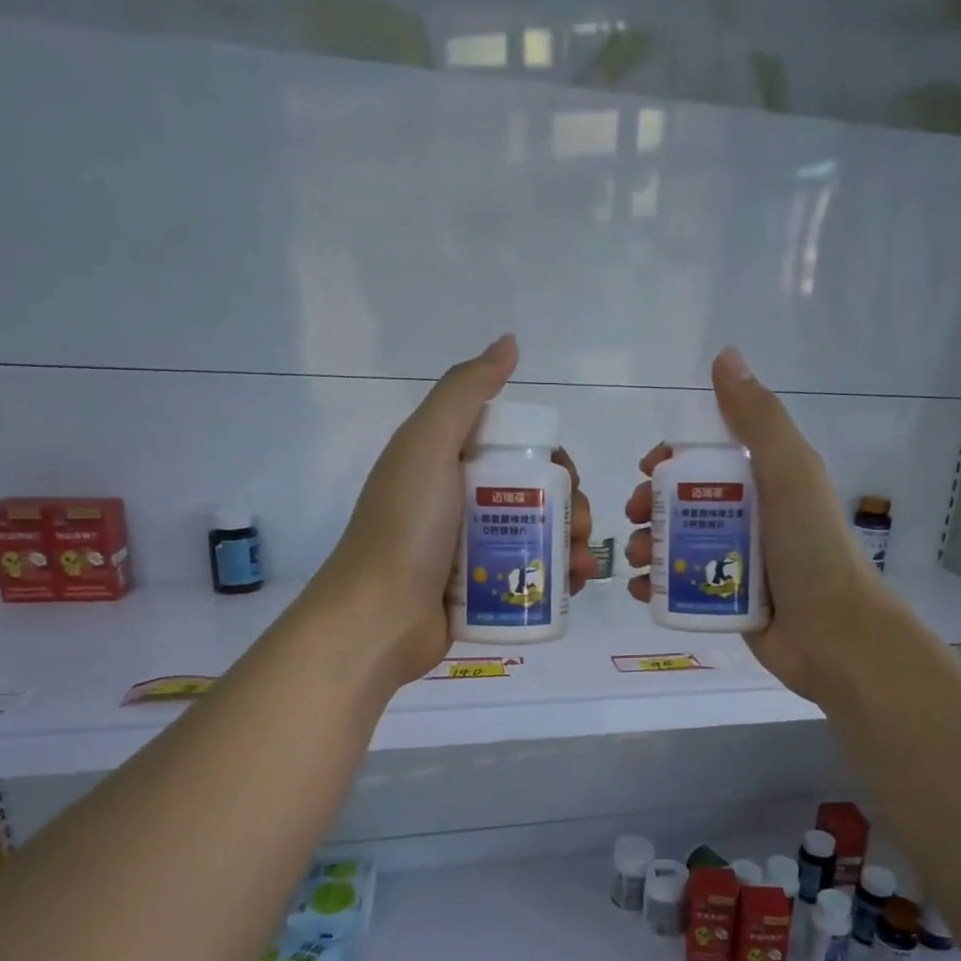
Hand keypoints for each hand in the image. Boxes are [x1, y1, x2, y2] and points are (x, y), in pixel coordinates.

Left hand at [306, 334, 596, 686]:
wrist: (378, 617)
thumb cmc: (406, 527)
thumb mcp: (428, 445)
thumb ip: (465, 393)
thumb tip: (509, 343)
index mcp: (448, 465)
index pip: (516, 450)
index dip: (551, 459)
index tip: (568, 476)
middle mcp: (461, 504)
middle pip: (535, 496)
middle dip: (570, 507)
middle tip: (580, 527)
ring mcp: (471, 552)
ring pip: (538, 539)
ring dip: (571, 545)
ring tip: (582, 565)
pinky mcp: (481, 593)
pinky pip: (530, 578)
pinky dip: (558, 579)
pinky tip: (575, 586)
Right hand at [625, 347, 882, 701]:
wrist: (834, 634)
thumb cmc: (810, 548)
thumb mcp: (789, 473)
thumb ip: (758, 419)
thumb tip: (725, 356)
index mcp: (766, 482)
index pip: (707, 458)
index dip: (671, 460)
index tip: (648, 471)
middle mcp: (750, 518)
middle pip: (683, 502)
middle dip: (649, 507)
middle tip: (633, 520)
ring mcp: (737, 562)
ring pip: (677, 544)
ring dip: (647, 547)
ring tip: (637, 561)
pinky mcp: (727, 602)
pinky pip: (681, 587)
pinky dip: (656, 587)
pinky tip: (640, 592)